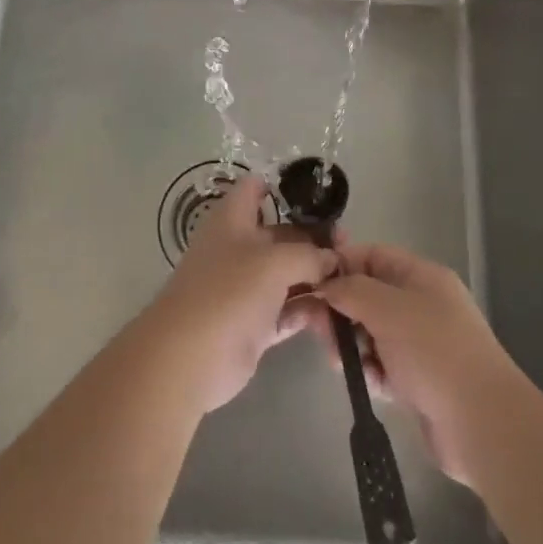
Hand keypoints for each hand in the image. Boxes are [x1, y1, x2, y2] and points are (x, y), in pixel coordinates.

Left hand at [146, 178, 336, 412]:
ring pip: (288, 274)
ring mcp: (246, 287)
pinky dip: (308, 310)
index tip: (320, 197)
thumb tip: (331, 258)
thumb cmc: (228, 291)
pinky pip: (288, 310)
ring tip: (352, 280)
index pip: (256, 188)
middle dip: (314, 238)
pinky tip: (336, 311)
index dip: (284, 186)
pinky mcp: (255, 323)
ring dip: (316, 277)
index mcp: (233, 219)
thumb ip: (309, 255)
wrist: (190, 357)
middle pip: (282, 233)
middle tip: (350, 247)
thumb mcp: (274, 262)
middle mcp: (240, 248)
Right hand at [310, 241, 525, 485]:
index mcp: (421, 277)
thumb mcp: (387, 308)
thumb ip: (350, 290)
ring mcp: (422, 344)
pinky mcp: (420, 381)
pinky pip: (383, 366)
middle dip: (341, 311)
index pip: (372, 256)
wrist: (483, 424)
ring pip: (372, 333)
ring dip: (352, 345)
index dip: (341, 265)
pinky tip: (372, 384)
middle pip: (368, 296)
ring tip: (341, 362)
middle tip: (319, 330)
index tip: (311, 284)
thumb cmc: (434, 352)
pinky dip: (372, 373)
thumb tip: (326, 285)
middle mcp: (422, 305)